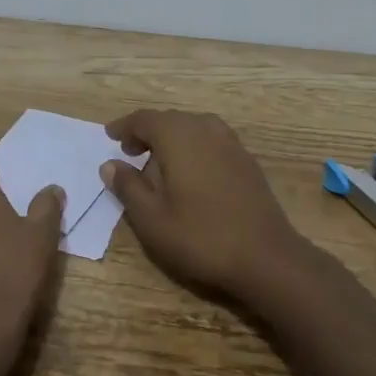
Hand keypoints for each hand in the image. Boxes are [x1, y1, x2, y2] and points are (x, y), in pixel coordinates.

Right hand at [100, 110, 307, 302]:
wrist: (265, 256)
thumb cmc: (200, 236)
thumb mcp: (151, 218)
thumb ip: (128, 186)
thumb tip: (110, 164)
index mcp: (178, 135)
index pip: (144, 119)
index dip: (124, 127)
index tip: (110, 136)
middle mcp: (204, 128)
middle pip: (169, 119)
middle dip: (147, 132)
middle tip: (130, 152)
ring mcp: (230, 142)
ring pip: (192, 128)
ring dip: (171, 139)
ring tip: (158, 162)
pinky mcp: (246, 159)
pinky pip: (210, 141)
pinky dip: (193, 147)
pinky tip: (190, 173)